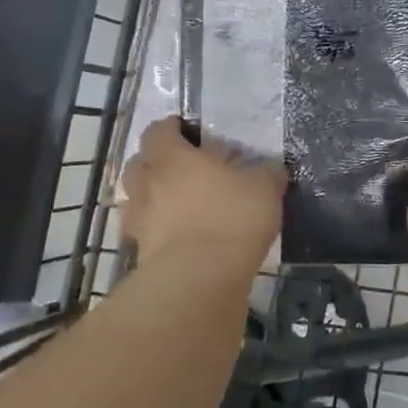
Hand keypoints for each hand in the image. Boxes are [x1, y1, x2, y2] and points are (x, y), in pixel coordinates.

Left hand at [119, 117, 285, 266]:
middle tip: (180, 168)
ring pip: (135, 197)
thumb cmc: (230, 218)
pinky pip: (143, 231)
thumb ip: (267, 174)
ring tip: (176, 203)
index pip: (158, 130)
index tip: (186, 131)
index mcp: (172, 158)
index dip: (170, 128)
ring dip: (150, 196)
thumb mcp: (264, 189)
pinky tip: (177, 235)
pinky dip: (155, 229)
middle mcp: (147, 184)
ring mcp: (139, 220)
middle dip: (154, 162)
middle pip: (138, 163)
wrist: (200, 279)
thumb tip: (272, 169)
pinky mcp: (140, 252)